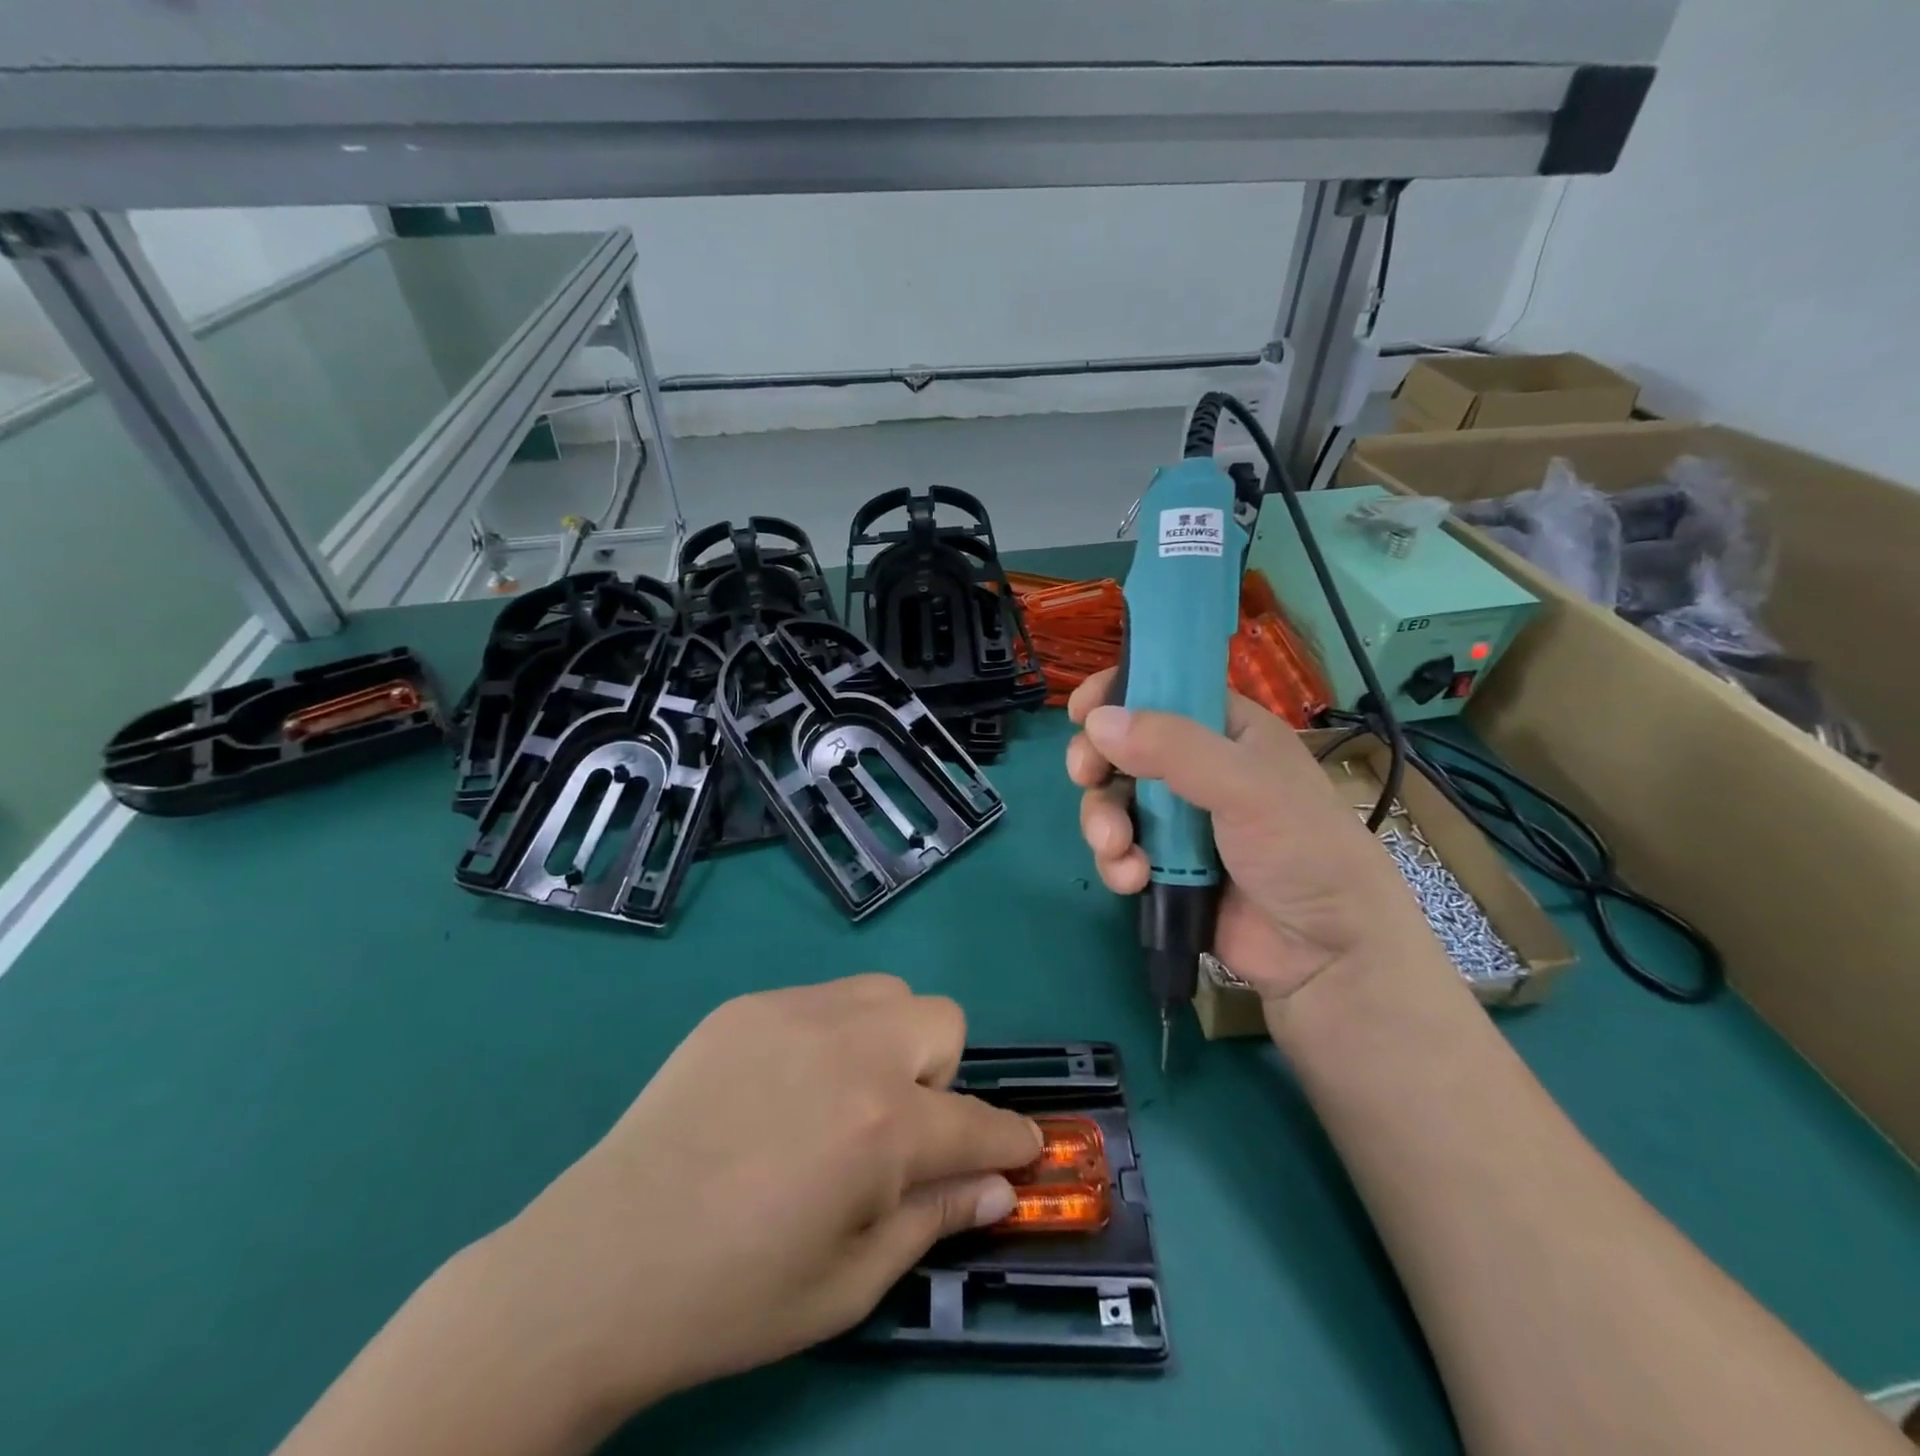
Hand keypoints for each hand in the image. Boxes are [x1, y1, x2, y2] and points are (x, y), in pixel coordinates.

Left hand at [490, 975, 1040, 1415]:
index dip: (1011, 1141)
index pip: (978, 1122)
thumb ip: (936, 1219)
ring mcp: (793, 1014)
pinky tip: (782, 1087)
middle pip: (941, 1020)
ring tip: (840, 1096)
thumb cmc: (735, 1295)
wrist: (601, 1265)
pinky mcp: (747, 1006)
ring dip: (887, 1040)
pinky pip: (821, 999)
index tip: (1024, 1149)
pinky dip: (828, 1034)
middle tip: (893, 1129)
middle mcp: (850, 1049)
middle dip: (938, 1075)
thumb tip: (999, 1187)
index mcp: (881, 1127)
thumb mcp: (851, 1282)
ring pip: (884, 994)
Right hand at [1066, 667, 1441, 1004]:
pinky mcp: (1164, 866)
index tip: (1082, 709)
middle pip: (1123, 747)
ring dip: (1103, 821)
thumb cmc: (1301, 849)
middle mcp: (1199, 769)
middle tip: (1084, 775)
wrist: (1325, 953)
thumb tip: (1097, 721)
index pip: (1166, 690)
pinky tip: (1133, 879)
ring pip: (1114, 801)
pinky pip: (1120, 849)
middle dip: (1097, 763)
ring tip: (1116, 847)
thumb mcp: (1246, 786)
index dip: (1121, 692)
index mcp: (1229, 732)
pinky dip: (1116, 862)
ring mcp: (1179, 821)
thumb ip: (1173, 748)